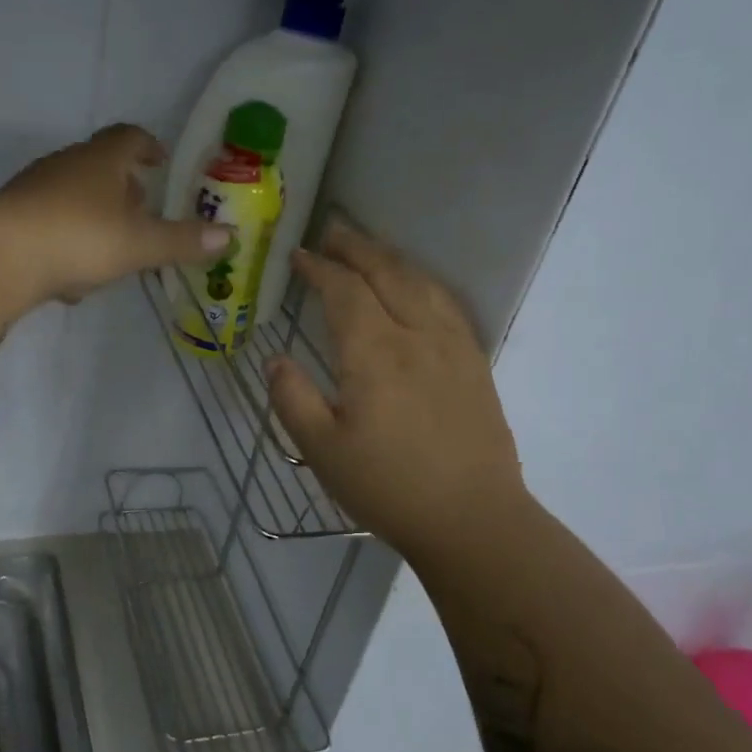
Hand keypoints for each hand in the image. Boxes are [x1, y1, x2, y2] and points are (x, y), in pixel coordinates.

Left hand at [0, 125, 230, 304]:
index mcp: (101, 160)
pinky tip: (71, 279)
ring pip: (72, 197)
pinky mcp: (11, 220)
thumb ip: (182, 240)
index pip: (129, 137)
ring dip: (94, 217)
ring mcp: (33, 190)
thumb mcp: (139, 243)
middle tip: (142, 210)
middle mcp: (65, 165)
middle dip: (123, 187)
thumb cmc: (79, 237)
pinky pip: (48, 225)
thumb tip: (229, 236)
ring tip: (112, 250)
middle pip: (99, 166)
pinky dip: (66, 243)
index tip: (160, 162)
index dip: (148, 146)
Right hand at [267, 220, 526, 552]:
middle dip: (356, 247)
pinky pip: (448, 304)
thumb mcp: (322, 450)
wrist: (473, 520)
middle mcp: (417, 336)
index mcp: (374, 354)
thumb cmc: (388, 487)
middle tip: (333, 231)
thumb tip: (276, 360)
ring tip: (369, 249)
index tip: (299, 256)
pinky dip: (423, 281)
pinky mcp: (475, 363)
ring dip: (391, 258)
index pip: (344, 292)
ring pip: (421, 282)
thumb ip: (293, 399)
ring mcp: (453, 346)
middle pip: (387, 273)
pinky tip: (416, 286)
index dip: (320, 268)